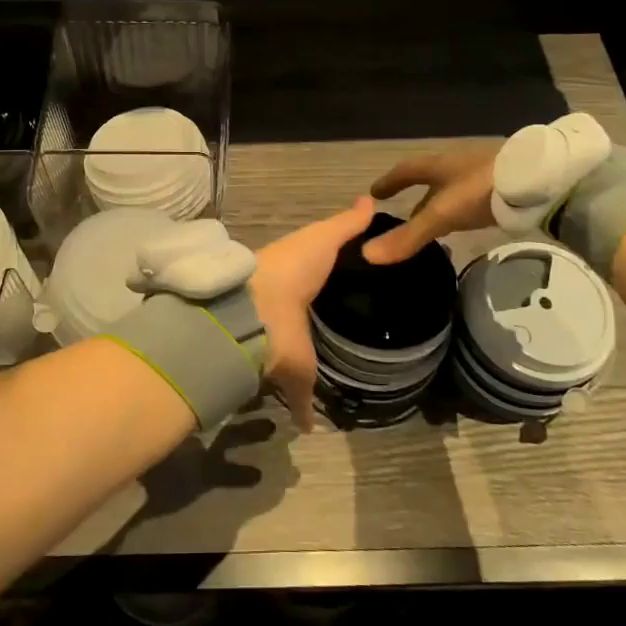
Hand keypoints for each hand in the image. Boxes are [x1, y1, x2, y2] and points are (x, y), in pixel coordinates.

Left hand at [249, 197, 374, 430]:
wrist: (256, 313)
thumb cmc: (291, 269)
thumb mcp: (323, 239)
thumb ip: (346, 225)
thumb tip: (369, 200)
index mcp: (294, 281)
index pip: (315, 282)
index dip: (331, 286)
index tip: (358, 292)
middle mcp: (288, 316)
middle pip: (308, 322)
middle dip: (320, 329)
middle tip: (356, 338)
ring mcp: (287, 348)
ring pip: (301, 360)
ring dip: (310, 369)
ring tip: (344, 377)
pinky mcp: (288, 378)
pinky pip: (299, 399)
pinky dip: (304, 413)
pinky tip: (315, 425)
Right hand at [360, 145, 499, 264]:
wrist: (539, 178)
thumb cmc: (480, 190)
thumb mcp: (442, 215)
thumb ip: (409, 236)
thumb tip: (367, 254)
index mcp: (438, 164)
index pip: (405, 171)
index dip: (389, 182)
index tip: (373, 193)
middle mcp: (457, 163)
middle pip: (429, 180)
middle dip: (415, 197)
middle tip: (403, 215)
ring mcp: (483, 172)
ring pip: (452, 188)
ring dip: (439, 203)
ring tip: (433, 224)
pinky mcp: (504, 184)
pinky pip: (473, 196)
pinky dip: (462, 208)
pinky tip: (466, 221)